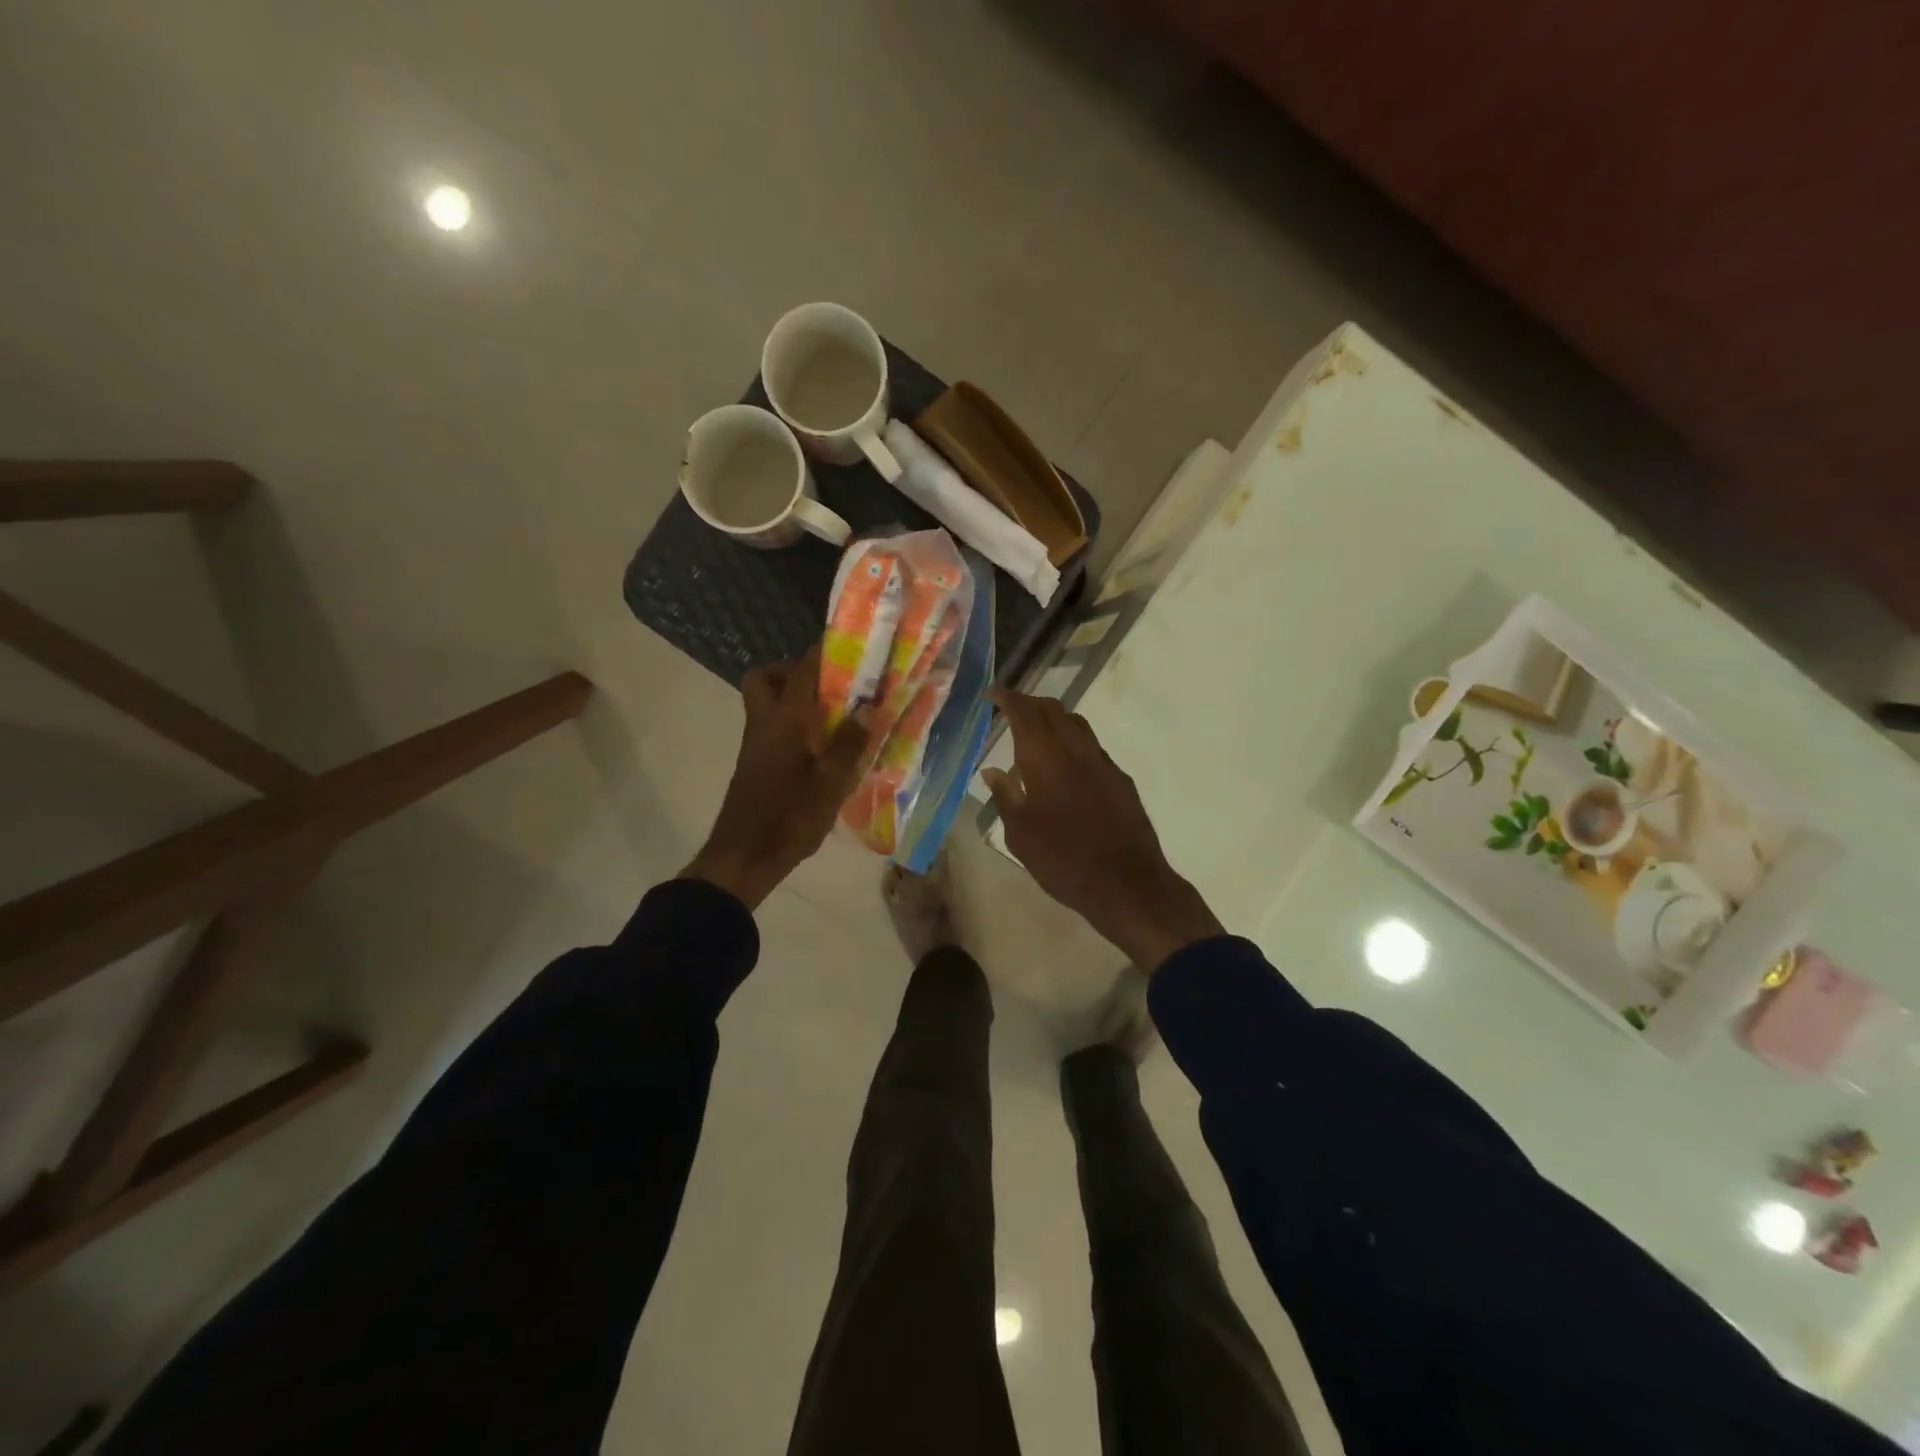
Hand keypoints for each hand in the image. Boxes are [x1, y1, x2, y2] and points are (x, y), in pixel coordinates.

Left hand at [681, 648, 874, 909]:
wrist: (744, 857)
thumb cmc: (789, 817)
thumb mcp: (831, 783)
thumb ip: (850, 743)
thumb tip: (869, 708)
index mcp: (784, 720)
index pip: (802, 670)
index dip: (822, 651)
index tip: (848, 643)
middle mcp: (764, 723)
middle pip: (765, 678)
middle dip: (793, 671)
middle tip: (829, 686)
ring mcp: (756, 744)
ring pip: (766, 702)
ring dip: (794, 698)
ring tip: (834, 716)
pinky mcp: (755, 763)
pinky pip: (773, 727)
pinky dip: (793, 723)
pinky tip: (822, 746)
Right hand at [981, 691, 1222, 972]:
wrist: (1127, 884)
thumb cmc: (1063, 860)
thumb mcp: (1020, 835)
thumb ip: (1006, 796)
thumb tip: (993, 771)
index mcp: (1046, 760)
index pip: (1025, 714)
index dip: (1008, 698)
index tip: (993, 693)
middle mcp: (1077, 752)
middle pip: (1054, 711)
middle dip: (1031, 703)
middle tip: (1012, 708)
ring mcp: (1104, 764)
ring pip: (1077, 725)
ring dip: (1055, 719)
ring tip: (1037, 733)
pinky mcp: (1122, 781)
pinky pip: (1093, 748)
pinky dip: (1073, 742)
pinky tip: (1066, 766)